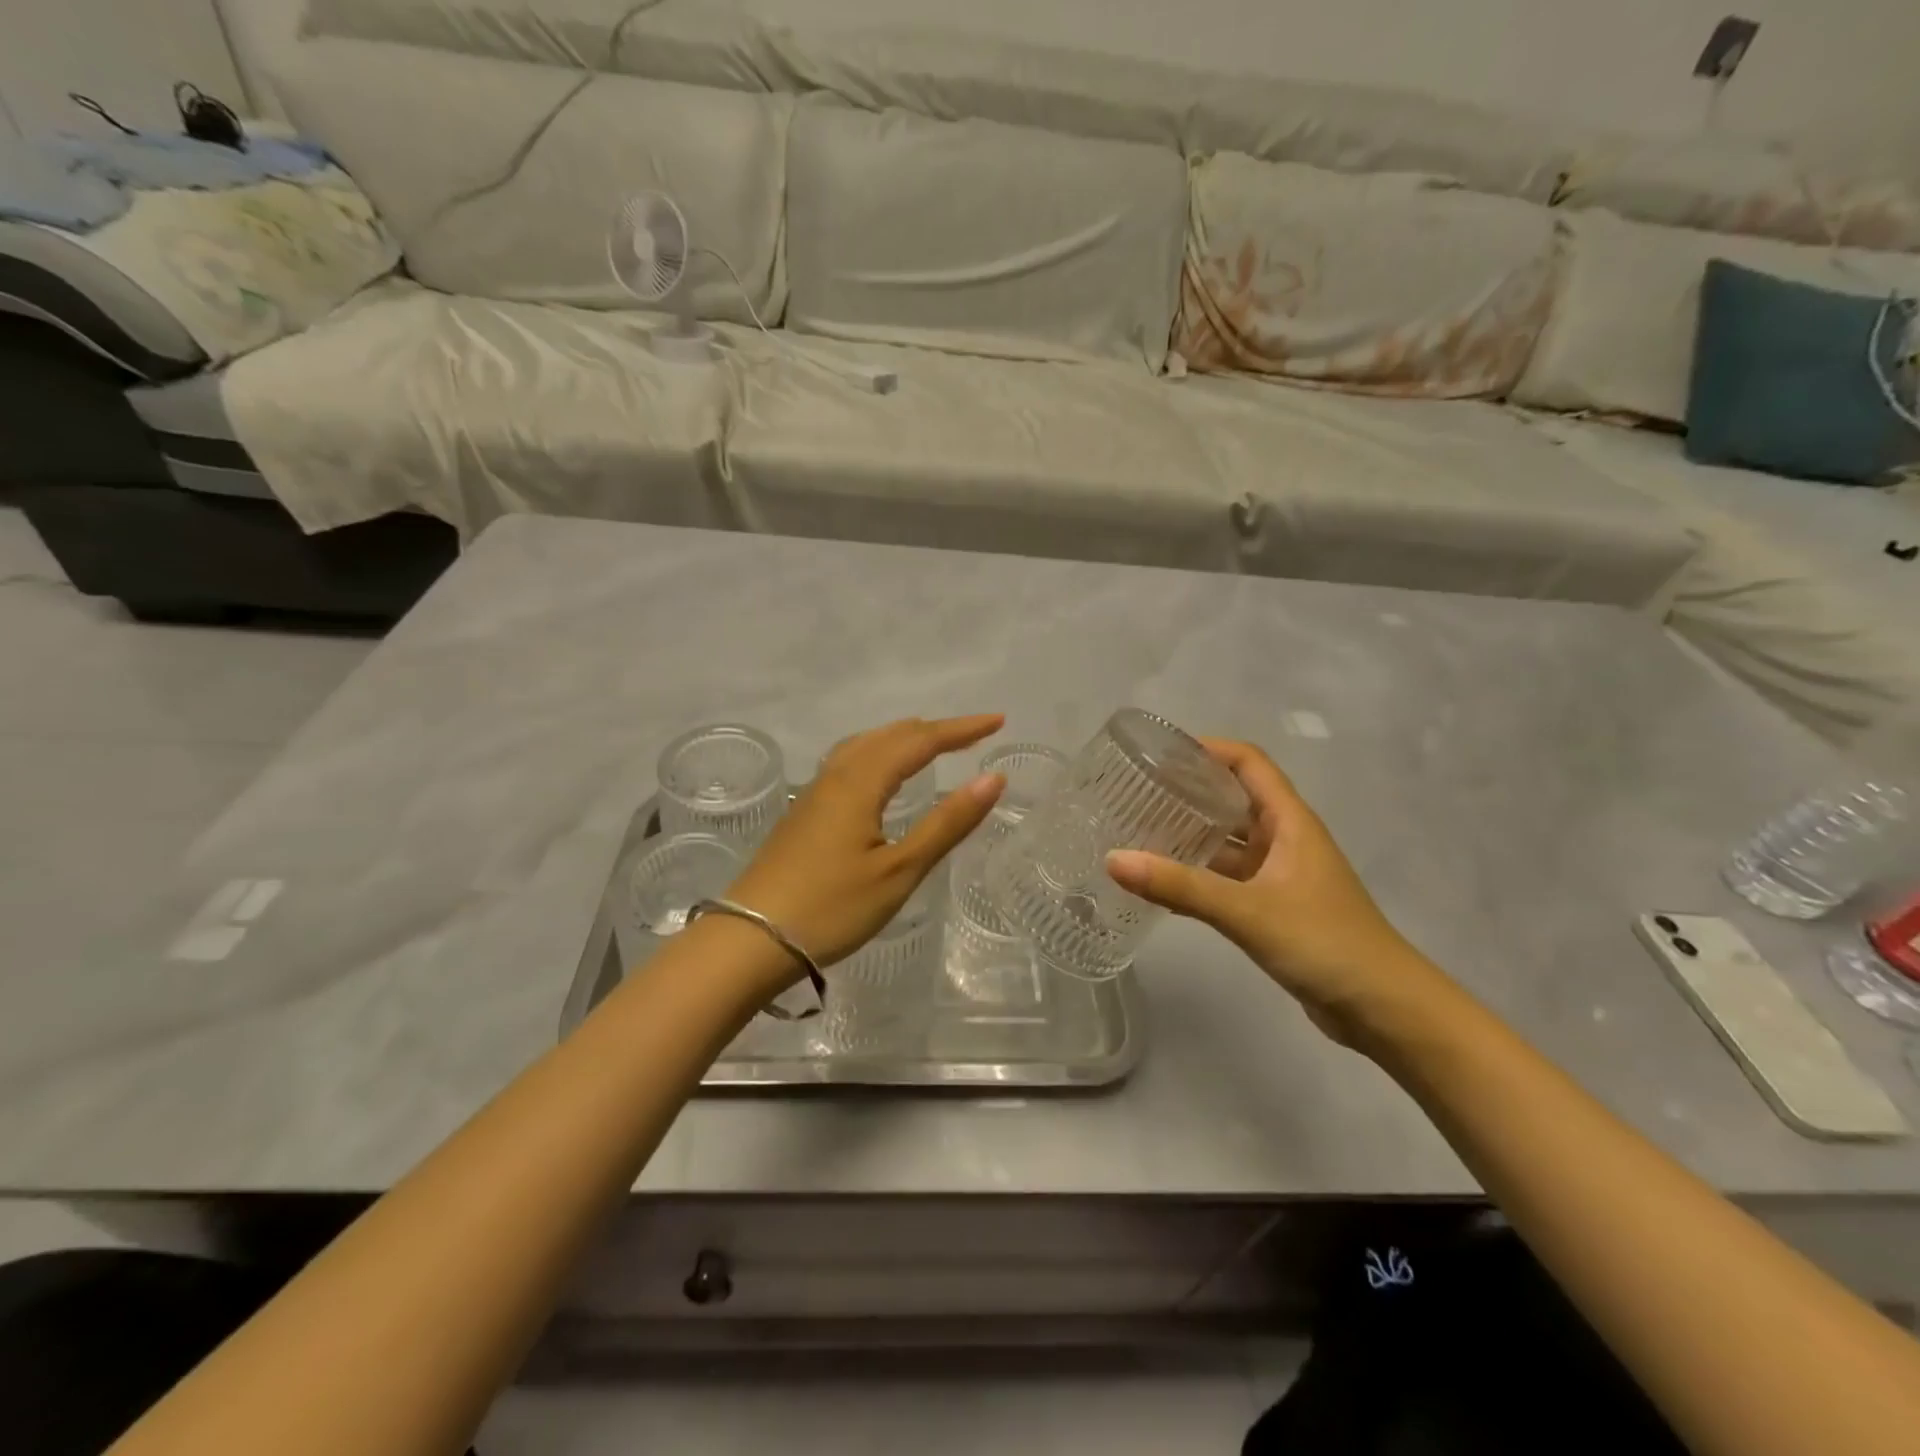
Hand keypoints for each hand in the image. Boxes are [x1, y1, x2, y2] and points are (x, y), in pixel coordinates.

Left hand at [726, 715, 1005, 976]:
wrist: (751, 940)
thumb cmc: (832, 907)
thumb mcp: (900, 870)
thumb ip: (947, 823)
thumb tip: (992, 779)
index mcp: (861, 782)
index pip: (920, 740)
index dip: (961, 729)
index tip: (998, 721)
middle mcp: (836, 775)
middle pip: (891, 735)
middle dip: (935, 730)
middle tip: (974, 733)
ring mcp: (815, 793)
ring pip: (865, 745)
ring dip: (904, 738)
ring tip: (932, 744)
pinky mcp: (804, 812)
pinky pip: (849, 762)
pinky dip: (879, 753)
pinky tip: (881, 775)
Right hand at [1106, 738, 1437, 1043]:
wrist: (1383, 1009)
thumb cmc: (1324, 942)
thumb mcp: (1248, 910)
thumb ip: (1181, 886)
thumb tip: (1113, 860)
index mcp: (1289, 821)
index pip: (1249, 763)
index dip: (1208, 749)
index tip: (1160, 753)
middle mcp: (1285, 840)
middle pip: (1233, 799)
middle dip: (1189, 792)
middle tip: (1136, 793)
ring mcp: (1280, 875)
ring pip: (1228, 842)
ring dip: (1190, 835)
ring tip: (1138, 832)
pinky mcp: (1274, 907)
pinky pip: (1227, 878)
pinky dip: (1197, 875)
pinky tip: (1162, 883)